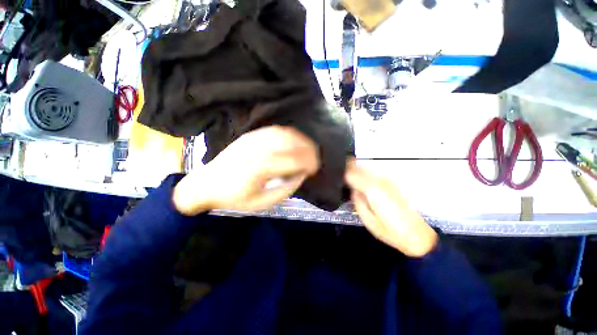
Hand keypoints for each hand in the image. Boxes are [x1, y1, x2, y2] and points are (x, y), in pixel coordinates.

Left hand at [173, 126, 319, 214]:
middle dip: (309, 150)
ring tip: (308, 150)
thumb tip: (301, 175)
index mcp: (260, 167)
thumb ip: (286, 188)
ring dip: (301, 140)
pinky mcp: (251, 135)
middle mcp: (258, 148)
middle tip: (315, 159)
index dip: (308, 162)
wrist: (207, 184)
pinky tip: (295, 142)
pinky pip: (276, 130)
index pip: (293, 159)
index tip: (315, 169)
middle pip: (291, 142)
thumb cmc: (234, 197)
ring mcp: (254, 138)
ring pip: (285, 133)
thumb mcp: (262, 203)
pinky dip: (290, 135)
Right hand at [345, 159, 437, 256]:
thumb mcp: (368, 220)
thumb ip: (358, 202)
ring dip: (356, 167)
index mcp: (372, 190)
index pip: (352, 175)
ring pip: (367, 167)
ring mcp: (388, 181)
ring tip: (346, 171)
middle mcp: (380, 181)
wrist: (417, 235)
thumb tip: (353, 190)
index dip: (342, 173)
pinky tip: (360, 177)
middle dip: (348, 166)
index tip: (334, 174)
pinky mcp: (392, 183)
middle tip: (337, 170)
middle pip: (360, 167)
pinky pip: (374, 172)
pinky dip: (365, 171)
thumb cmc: (390, 231)